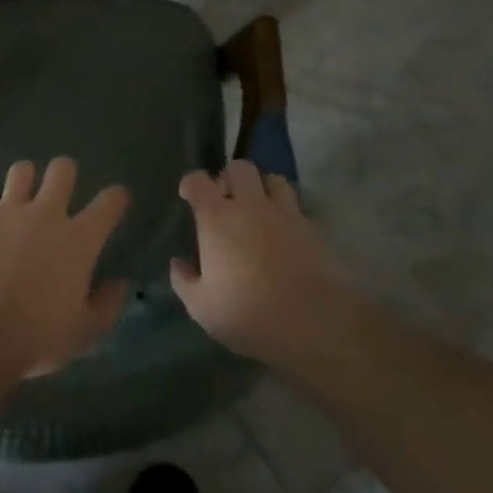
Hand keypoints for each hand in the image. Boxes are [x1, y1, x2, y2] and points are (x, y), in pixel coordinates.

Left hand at [0, 158, 130, 378]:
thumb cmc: (38, 335)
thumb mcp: (84, 331)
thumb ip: (106, 304)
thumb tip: (119, 284)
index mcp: (79, 239)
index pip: (109, 203)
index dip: (116, 197)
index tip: (116, 201)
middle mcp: (47, 214)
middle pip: (62, 169)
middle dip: (65, 174)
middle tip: (61, 191)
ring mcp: (9, 211)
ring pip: (22, 170)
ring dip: (25, 179)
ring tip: (23, 195)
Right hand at [171, 159, 352, 365]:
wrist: (315, 323)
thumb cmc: (248, 313)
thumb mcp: (202, 307)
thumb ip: (184, 281)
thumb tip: (178, 263)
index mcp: (216, 217)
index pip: (198, 181)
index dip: (191, 184)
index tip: (189, 195)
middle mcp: (249, 205)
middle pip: (239, 168)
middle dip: (230, 178)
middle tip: (227, 201)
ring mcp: (285, 214)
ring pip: (273, 180)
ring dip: (263, 189)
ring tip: (260, 210)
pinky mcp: (313, 229)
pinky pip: (297, 208)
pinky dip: (288, 213)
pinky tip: (285, 234)